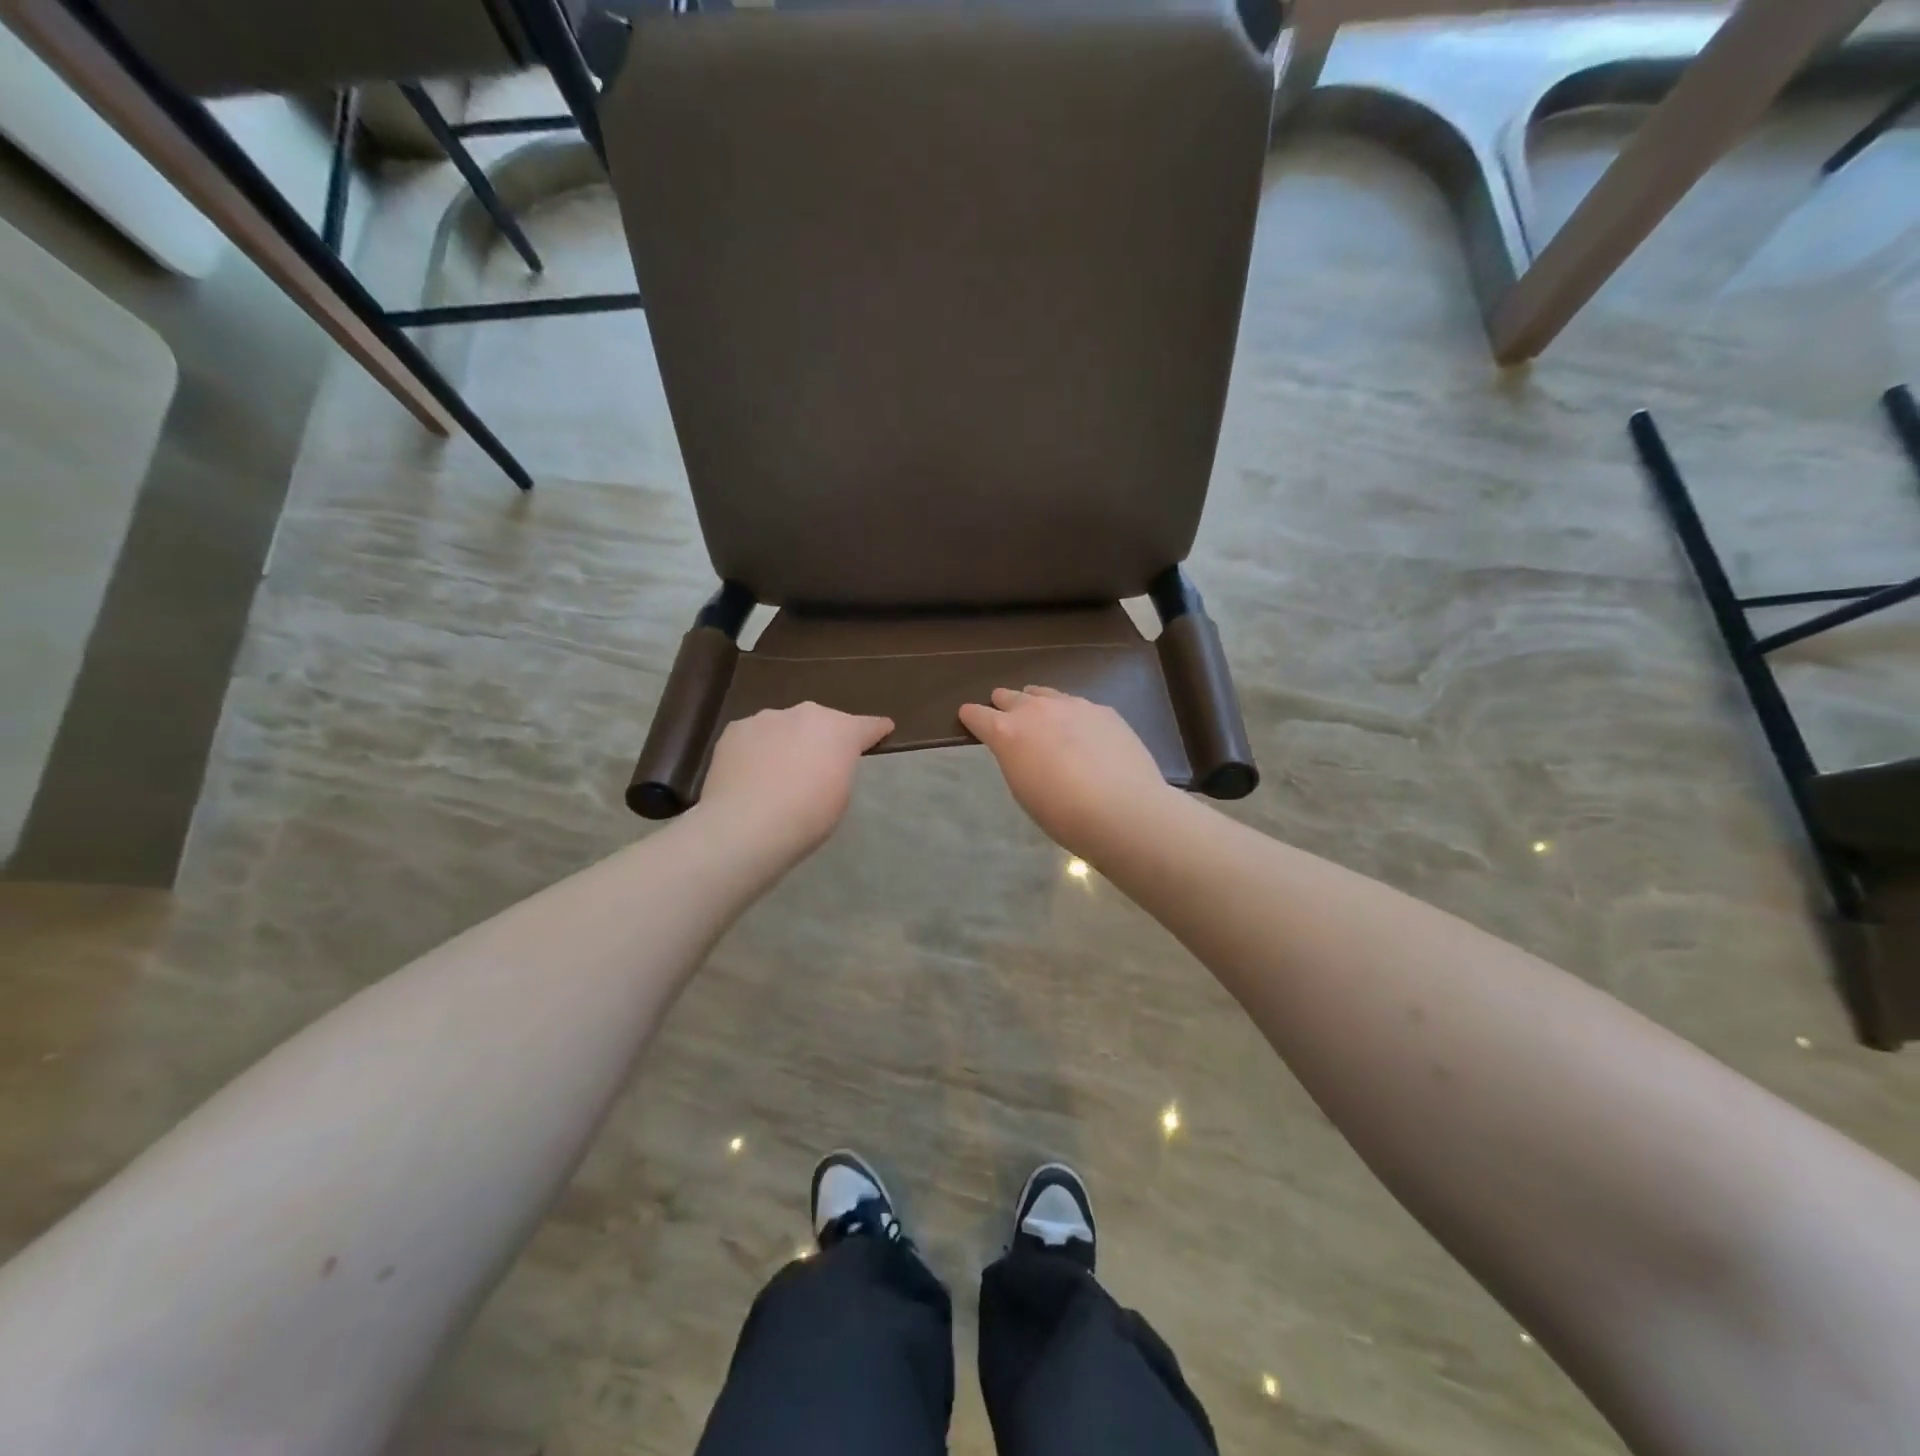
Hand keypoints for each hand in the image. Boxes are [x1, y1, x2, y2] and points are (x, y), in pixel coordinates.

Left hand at [696, 703, 893, 864]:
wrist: (746, 827)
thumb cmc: (806, 818)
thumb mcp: (840, 796)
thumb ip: (838, 768)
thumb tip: (824, 762)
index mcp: (840, 731)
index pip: (867, 725)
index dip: (876, 730)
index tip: (883, 729)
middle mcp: (805, 714)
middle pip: (821, 722)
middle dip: (823, 737)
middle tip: (817, 764)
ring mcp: (766, 718)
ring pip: (784, 726)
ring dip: (787, 742)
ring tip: (777, 772)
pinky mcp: (735, 730)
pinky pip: (754, 737)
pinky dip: (756, 750)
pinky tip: (750, 775)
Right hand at [958, 687, 1172, 858]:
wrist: (1123, 809)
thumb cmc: (1063, 813)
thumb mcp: (1023, 789)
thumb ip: (1016, 759)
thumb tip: (1022, 748)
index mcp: (1008, 732)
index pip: (978, 715)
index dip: (971, 716)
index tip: (968, 717)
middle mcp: (1036, 710)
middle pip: (1010, 696)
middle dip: (1002, 704)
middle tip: (1003, 712)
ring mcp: (1073, 705)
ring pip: (1044, 693)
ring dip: (1036, 702)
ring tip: (1040, 712)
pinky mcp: (1103, 710)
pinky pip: (1077, 705)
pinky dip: (1070, 714)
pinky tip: (1081, 730)